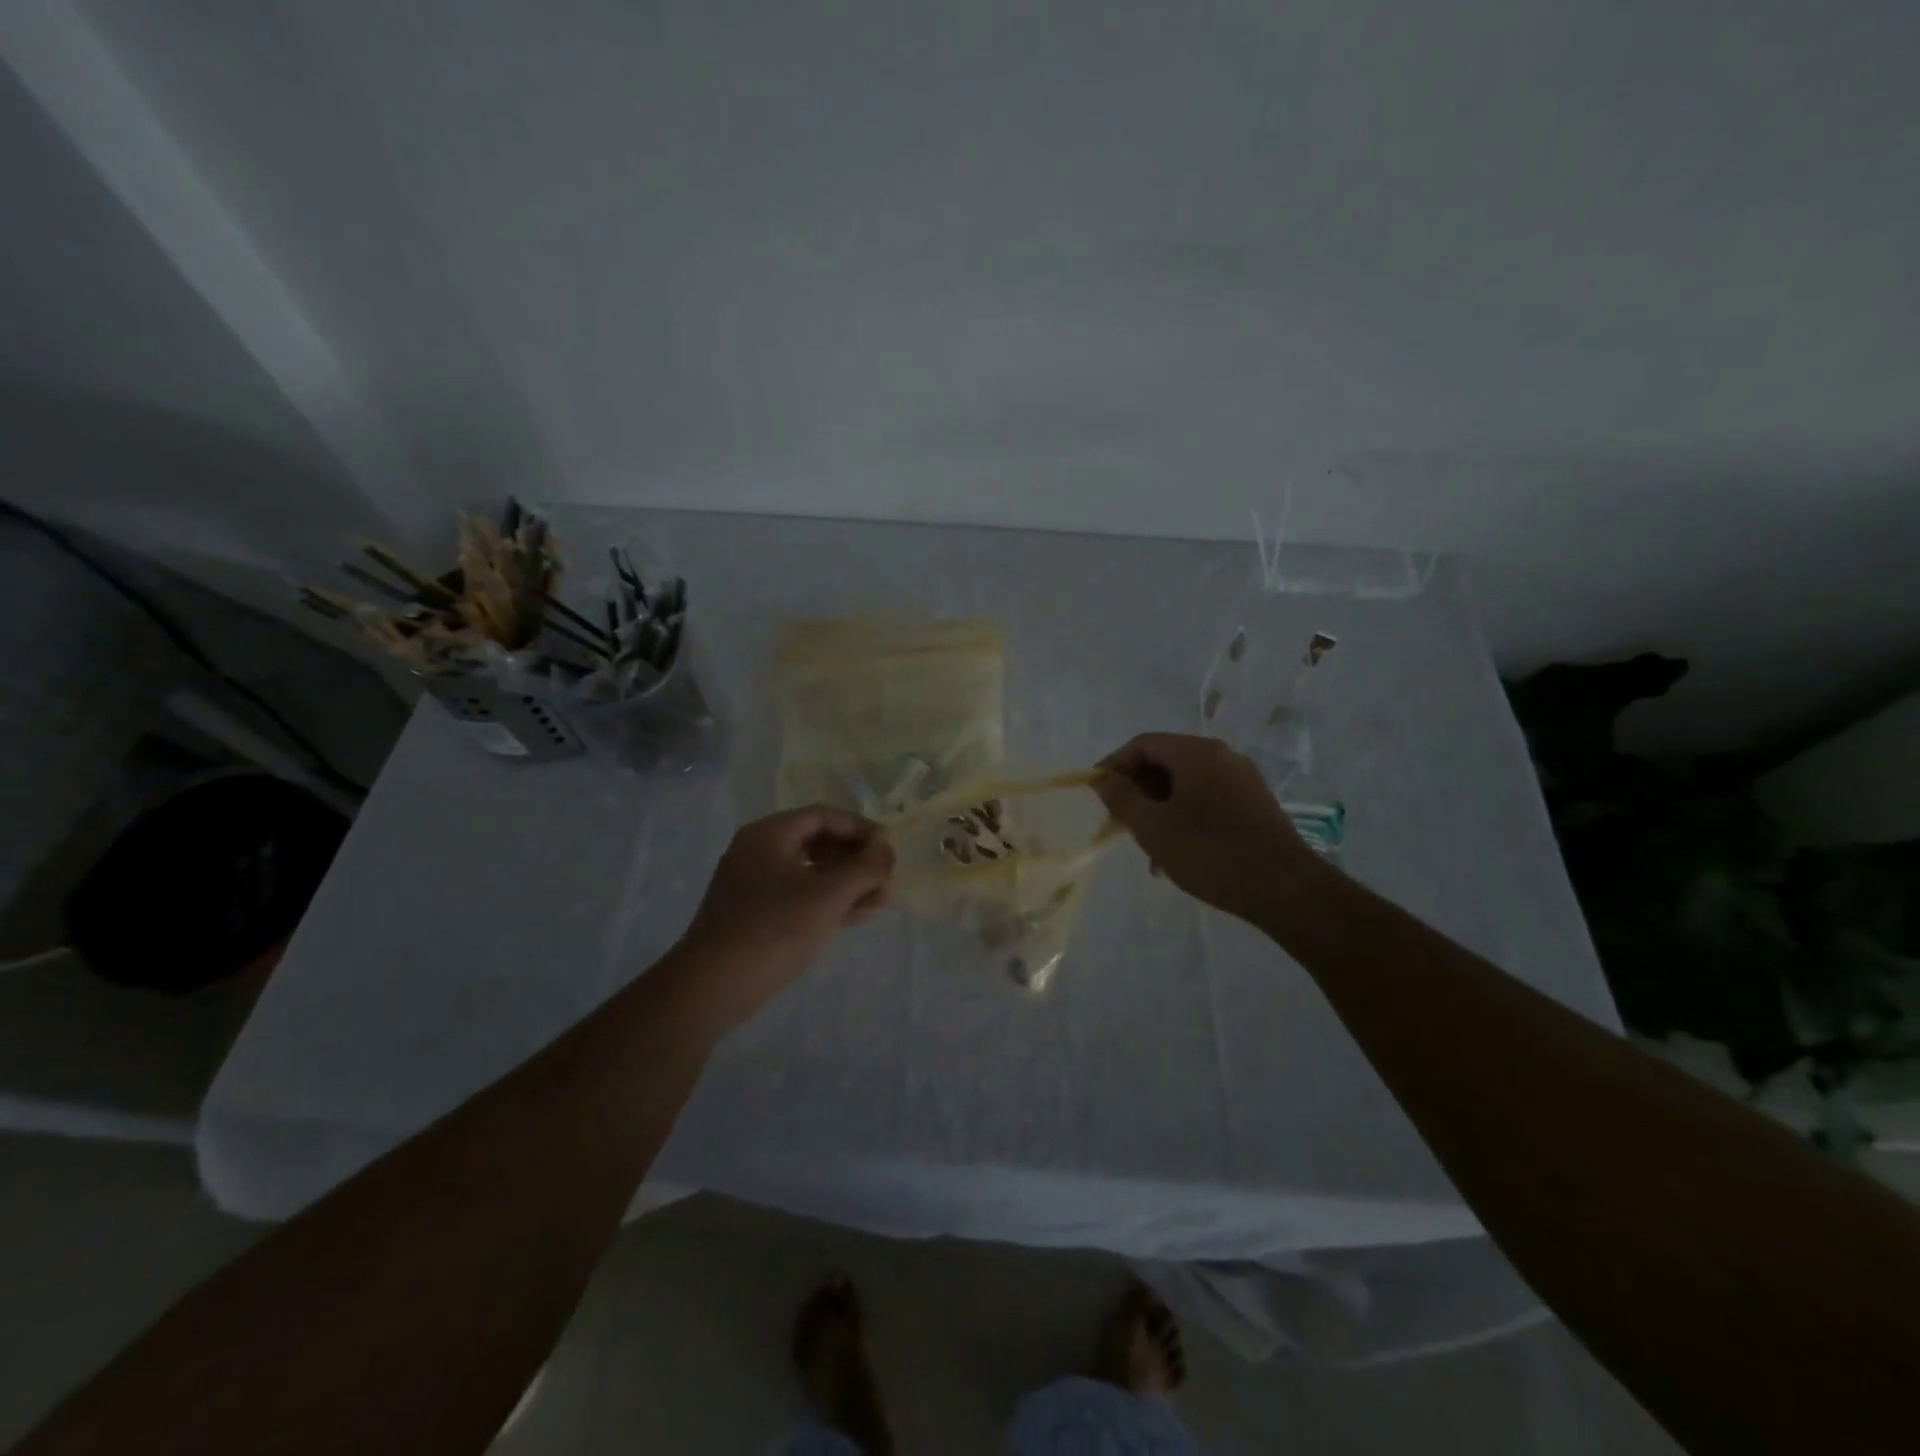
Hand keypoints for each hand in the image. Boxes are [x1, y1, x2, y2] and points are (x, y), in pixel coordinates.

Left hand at [677, 807, 894, 1026]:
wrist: (713, 986)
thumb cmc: (774, 928)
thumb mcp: (829, 895)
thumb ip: (865, 868)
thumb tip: (886, 850)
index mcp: (770, 834)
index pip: (824, 816)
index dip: (861, 828)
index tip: (890, 847)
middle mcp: (758, 850)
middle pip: (817, 842)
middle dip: (856, 860)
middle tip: (886, 878)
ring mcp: (753, 883)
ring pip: (810, 872)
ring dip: (847, 883)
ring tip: (881, 901)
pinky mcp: (753, 914)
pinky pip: (798, 896)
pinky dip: (827, 902)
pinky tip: (857, 916)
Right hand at [1093, 733, 1315, 924]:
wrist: (1286, 889)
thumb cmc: (1210, 853)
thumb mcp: (1153, 827)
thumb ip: (1121, 798)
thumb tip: (1102, 778)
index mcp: (1196, 752)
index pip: (1142, 744)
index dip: (1113, 766)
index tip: (1096, 794)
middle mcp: (1222, 756)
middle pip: (1165, 762)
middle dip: (1137, 791)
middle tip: (1121, 825)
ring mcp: (1242, 779)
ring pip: (1185, 785)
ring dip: (1159, 810)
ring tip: (1149, 851)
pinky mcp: (1254, 804)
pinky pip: (1206, 799)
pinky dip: (1184, 818)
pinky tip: (1178, 854)